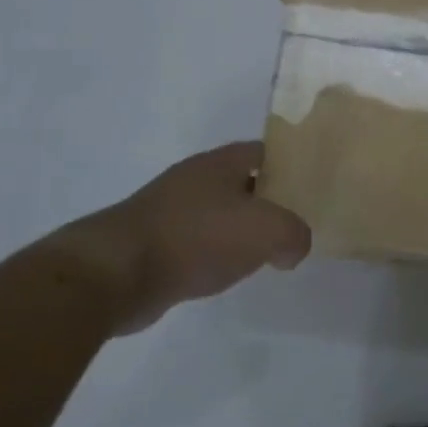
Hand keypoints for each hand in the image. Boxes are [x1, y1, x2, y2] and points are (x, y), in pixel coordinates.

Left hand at [64, 141, 311, 333]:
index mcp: (220, 163)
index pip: (265, 152)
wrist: (115, 274)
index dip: (291, 166)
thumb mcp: (267, 230)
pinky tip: (226, 273)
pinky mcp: (153, 243)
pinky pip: (197, 242)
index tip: (312, 187)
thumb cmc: (196, 238)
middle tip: (296, 223)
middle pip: (243, 182)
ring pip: (220, 214)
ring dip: (241, 230)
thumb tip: (293, 248)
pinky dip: (215, 254)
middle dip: (269, 201)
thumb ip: (295, 234)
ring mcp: (170, 211)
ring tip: (267, 252)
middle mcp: (194, 179)